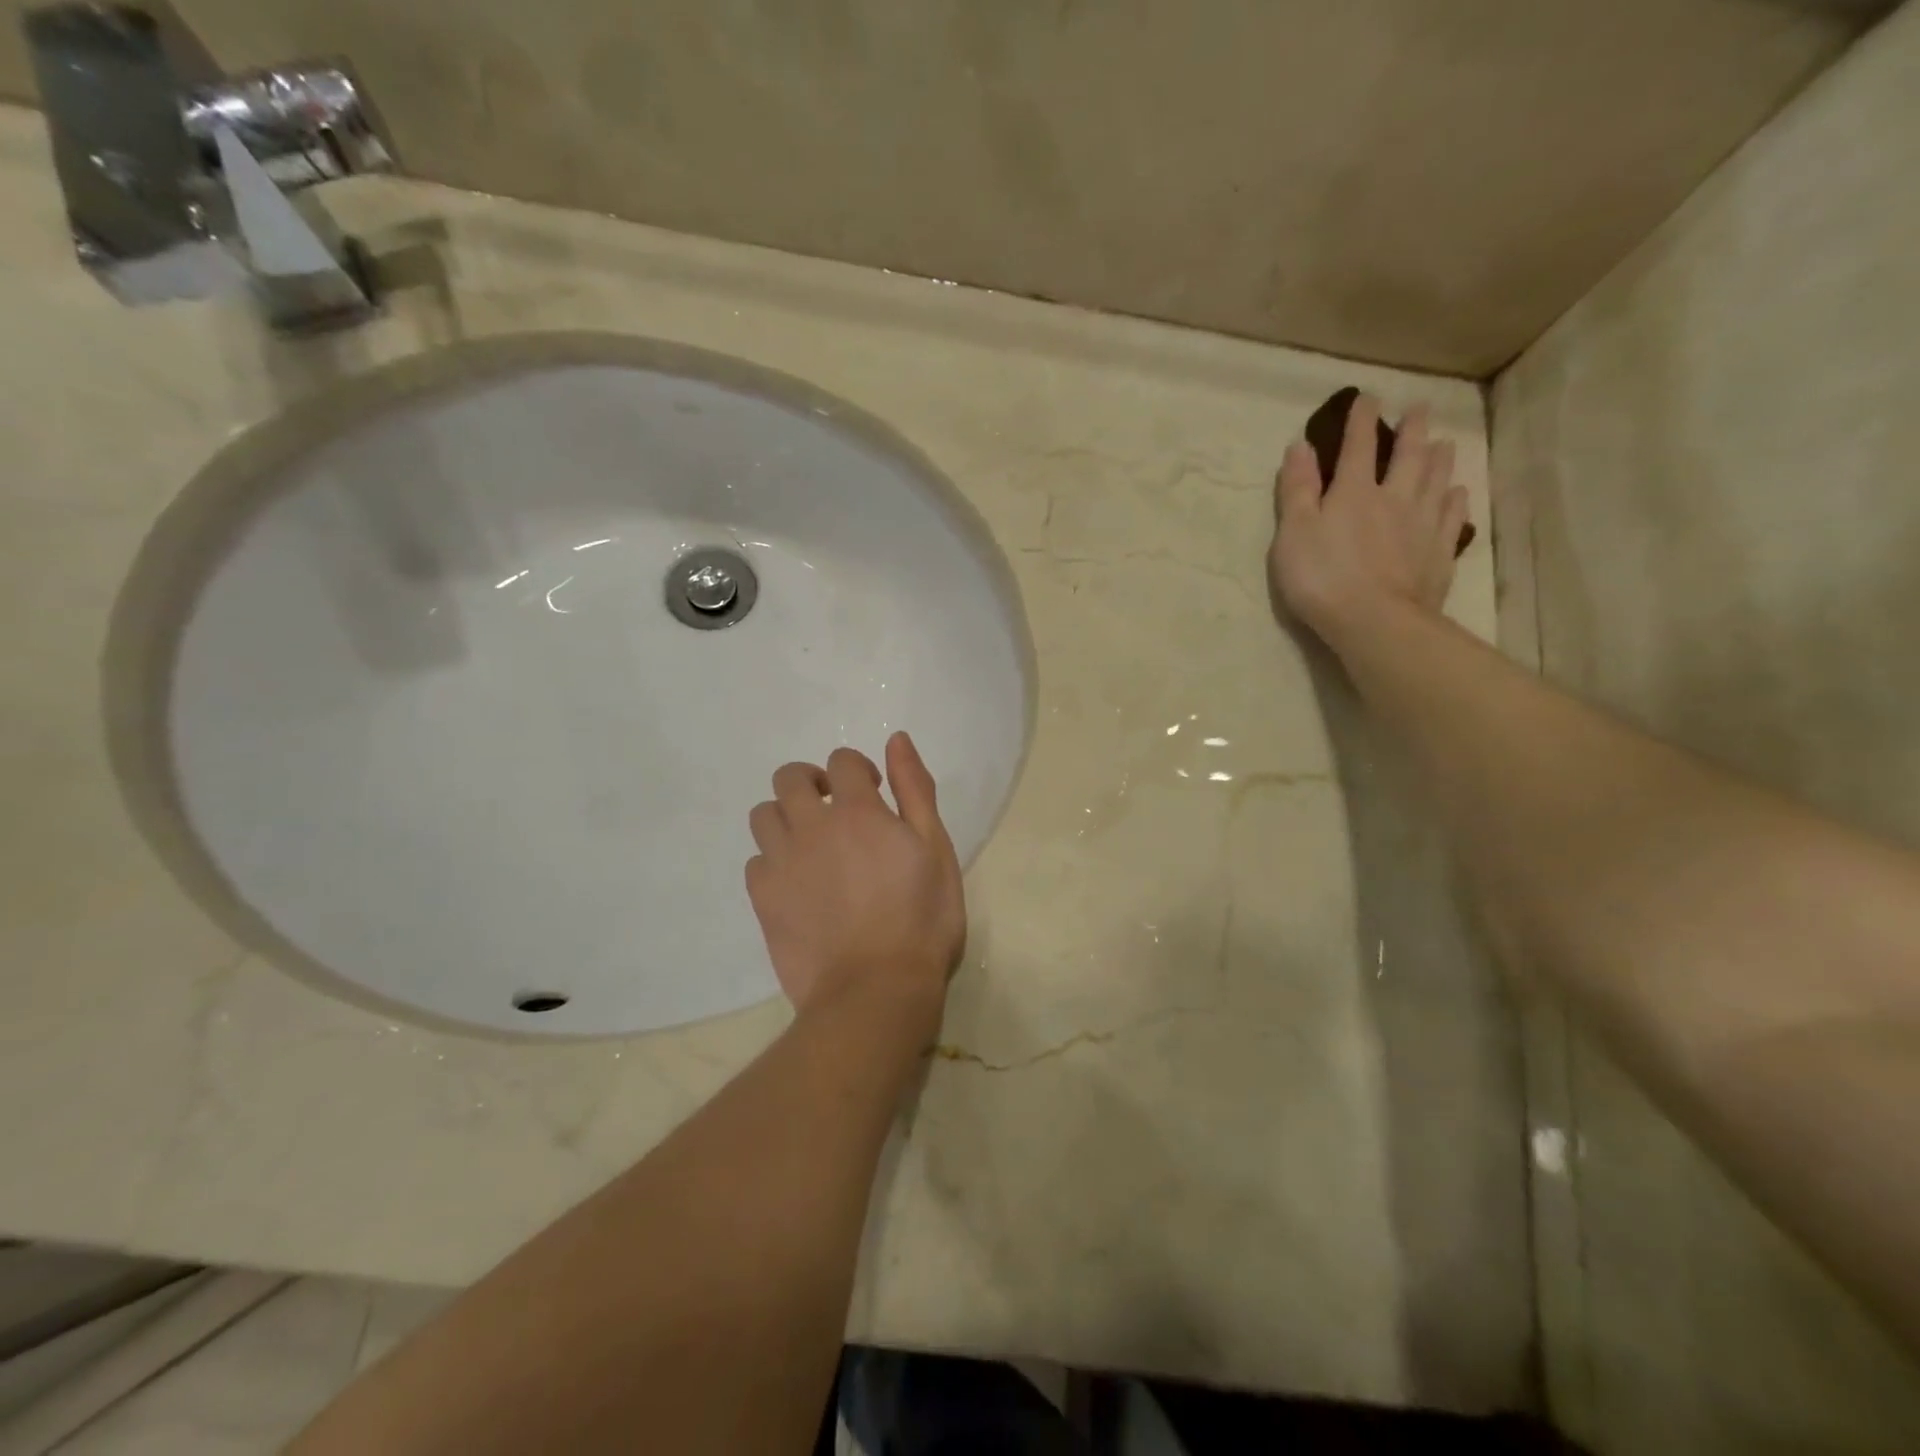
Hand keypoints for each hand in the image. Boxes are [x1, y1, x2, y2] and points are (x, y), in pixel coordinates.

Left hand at [745, 732, 964, 1037]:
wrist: (876, 991)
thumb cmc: (922, 920)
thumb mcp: (936, 849)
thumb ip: (915, 790)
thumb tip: (896, 739)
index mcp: (858, 811)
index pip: (842, 761)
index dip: (857, 770)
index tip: (873, 793)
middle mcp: (811, 827)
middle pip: (790, 778)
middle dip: (812, 783)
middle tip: (836, 811)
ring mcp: (781, 863)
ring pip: (763, 815)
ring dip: (786, 817)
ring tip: (811, 845)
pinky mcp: (763, 900)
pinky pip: (755, 862)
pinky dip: (773, 862)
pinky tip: (796, 884)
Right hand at [1268, 394, 1470, 653]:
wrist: (1375, 621)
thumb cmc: (1322, 578)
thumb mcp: (1294, 533)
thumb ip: (1297, 490)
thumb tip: (1300, 446)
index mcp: (1354, 492)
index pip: (1359, 446)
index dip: (1362, 420)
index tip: (1368, 397)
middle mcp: (1394, 498)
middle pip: (1409, 456)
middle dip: (1412, 430)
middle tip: (1420, 409)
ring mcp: (1422, 525)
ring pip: (1437, 481)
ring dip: (1440, 458)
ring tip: (1445, 442)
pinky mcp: (1439, 553)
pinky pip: (1452, 517)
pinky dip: (1455, 500)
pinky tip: (1457, 493)